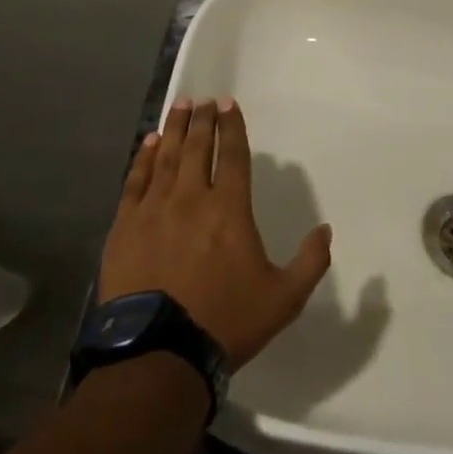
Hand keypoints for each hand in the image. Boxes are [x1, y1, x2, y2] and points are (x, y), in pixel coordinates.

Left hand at [99, 98, 331, 368]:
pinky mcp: (126, 227)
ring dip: (174, 129)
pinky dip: (143, 158)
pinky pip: (136, 181)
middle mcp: (192, 198)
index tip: (228, 104)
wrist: (159, 354)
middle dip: (202, 120)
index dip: (232, 127)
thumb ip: (310, 262)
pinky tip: (148, 143)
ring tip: (179, 107)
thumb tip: (326, 230)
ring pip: (166, 157)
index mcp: (230, 209)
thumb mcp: (283, 298)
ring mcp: (155, 210)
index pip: (233, 155)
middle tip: (202, 100)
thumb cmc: (225, 321)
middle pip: (198, 147)